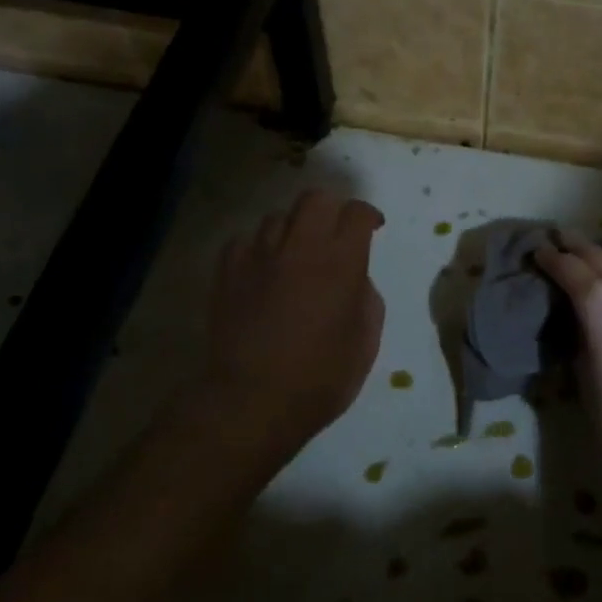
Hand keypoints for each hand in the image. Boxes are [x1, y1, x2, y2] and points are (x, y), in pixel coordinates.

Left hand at [205, 189, 385, 452]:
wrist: (251, 402)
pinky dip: (259, 248)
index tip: (373, 228)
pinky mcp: (228, 272)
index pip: (357, 213)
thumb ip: (366, 298)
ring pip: (278, 216)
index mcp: (341, 263)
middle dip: (332, 208)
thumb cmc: (320, 379)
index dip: (368, 215)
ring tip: (297, 253)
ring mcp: (259, 256)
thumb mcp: (365, 342)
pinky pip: (245, 241)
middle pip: (316, 199)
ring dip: (294, 228)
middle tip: (336, 231)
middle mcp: (300, 248)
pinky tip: (264, 268)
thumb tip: (355, 279)